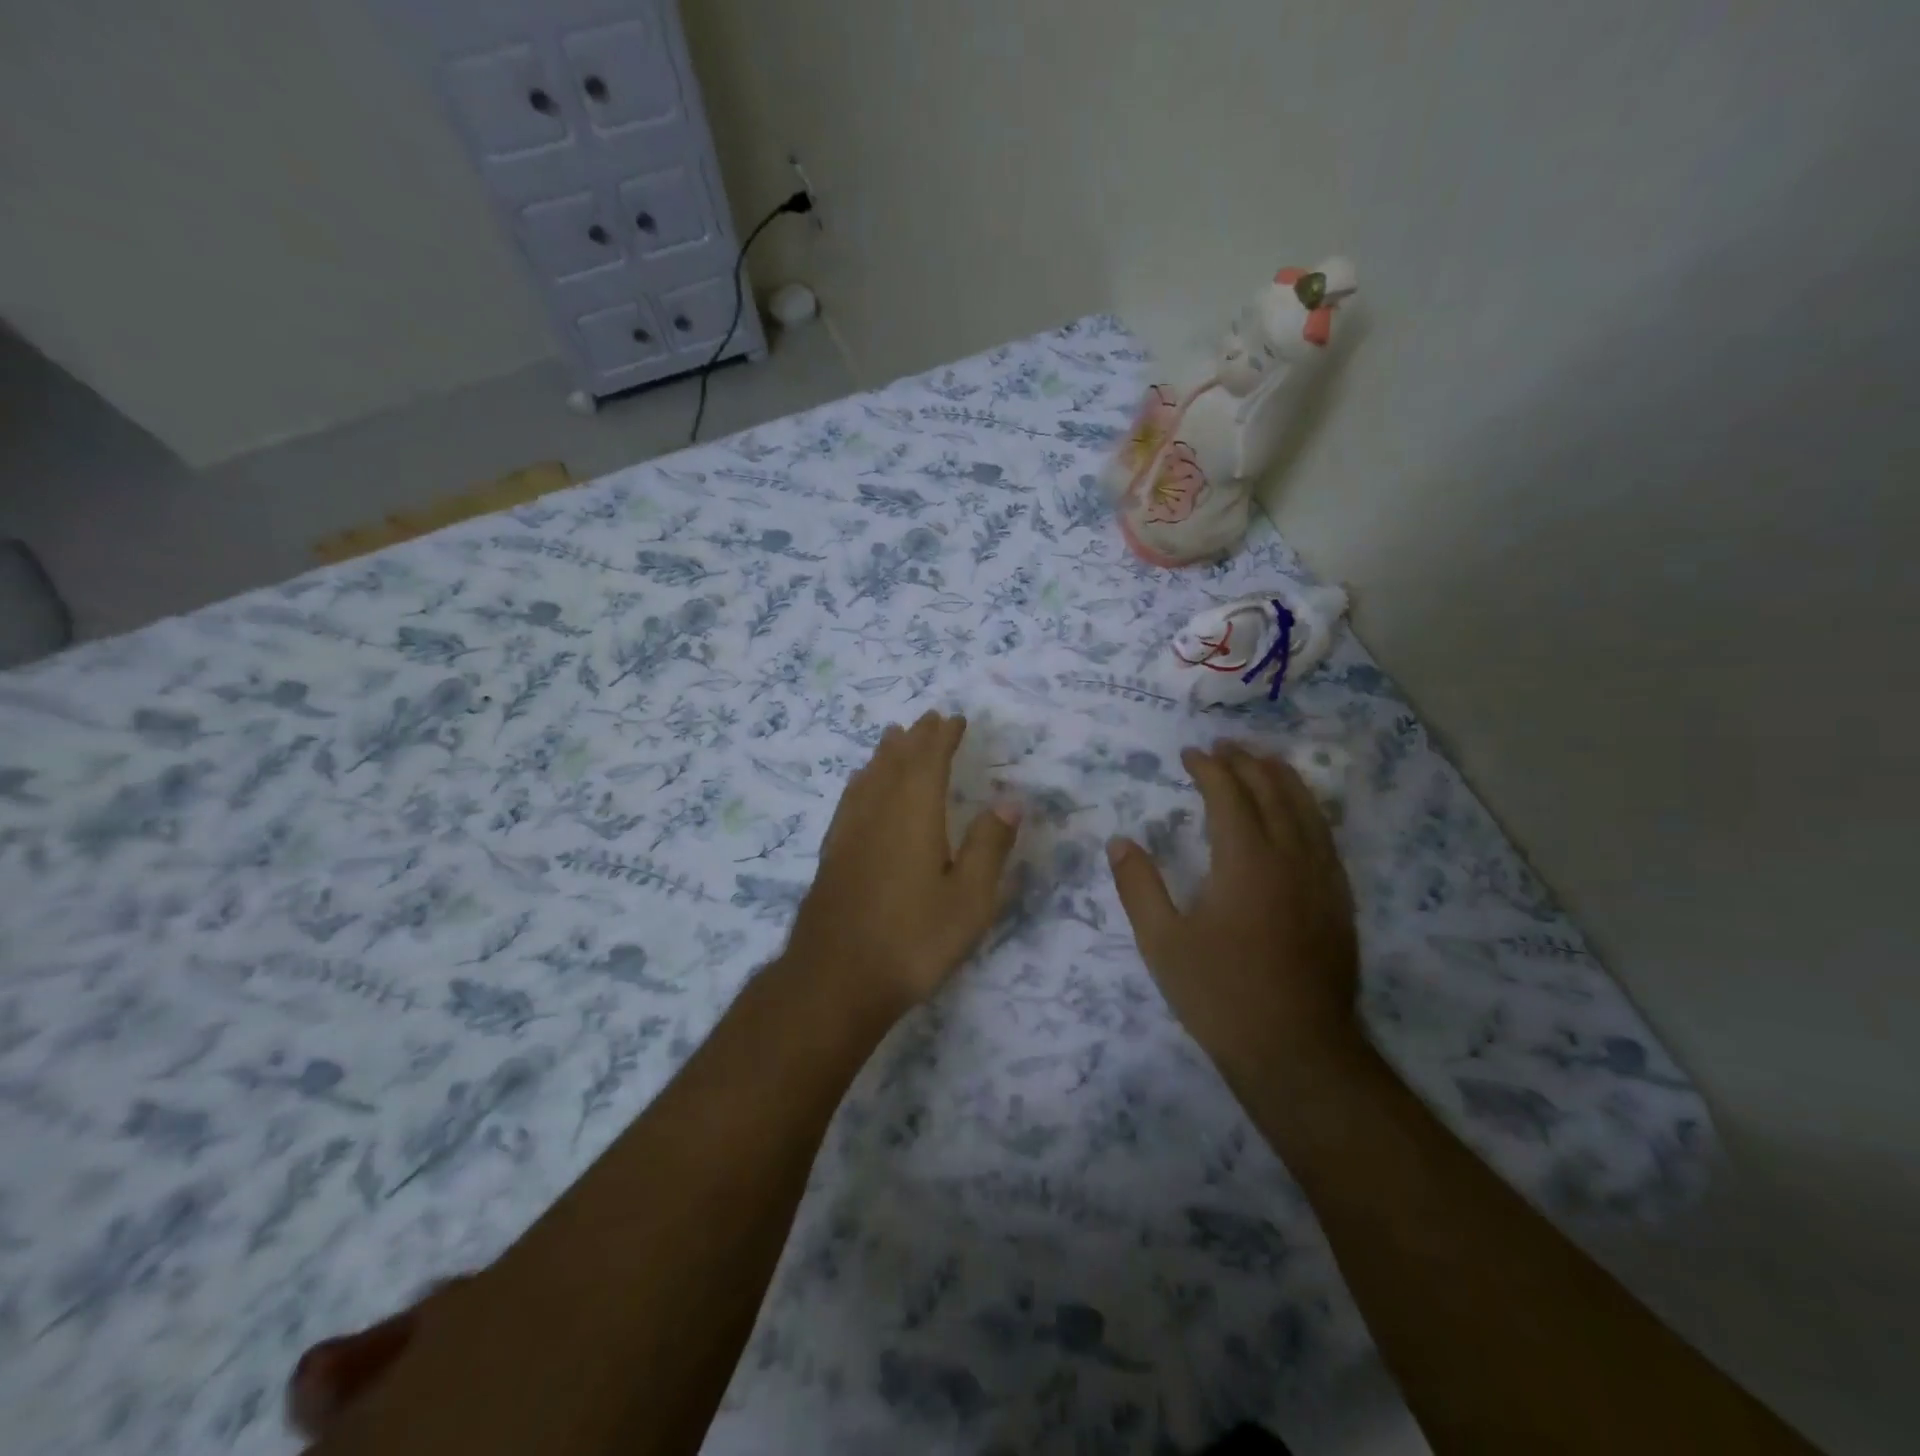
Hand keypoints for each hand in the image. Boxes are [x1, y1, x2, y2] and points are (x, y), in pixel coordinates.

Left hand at [785, 711, 1019, 1016]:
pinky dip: (862, 781)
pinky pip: (850, 799)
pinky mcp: (832, 854)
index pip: (929, 760)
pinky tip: (860, 787)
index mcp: (914, 813)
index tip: (954, 719)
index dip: (942, 736)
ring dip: (885, 754)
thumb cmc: (913, 939)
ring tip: (894, 737)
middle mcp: (878, 811)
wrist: (835, 979)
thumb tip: (1009, 800)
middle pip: (896, 762)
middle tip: (928, 719)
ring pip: (869, 777)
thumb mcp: (969, 898)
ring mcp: (849, 832)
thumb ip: (990, 845)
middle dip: (915, 738)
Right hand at [1107, 742, 1362, 1079]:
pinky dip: (1307, 810)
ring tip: (1263, 761)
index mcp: (1245, 860)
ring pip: (1307, 809)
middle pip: (1272, 791)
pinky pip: (1325, 837)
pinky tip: (1299, 815)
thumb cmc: (1220, 995)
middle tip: (1223, 747)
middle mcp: (1290, 857)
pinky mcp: (1338, 901)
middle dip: (1246, 762)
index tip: (1190, 754)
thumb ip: (1139, 886)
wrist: (1297, 1051)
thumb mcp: (1162, 942)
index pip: (1229, 794)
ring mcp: (1322, 878)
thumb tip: (1120, 842)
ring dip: (1282, 778)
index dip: (1209, 768)